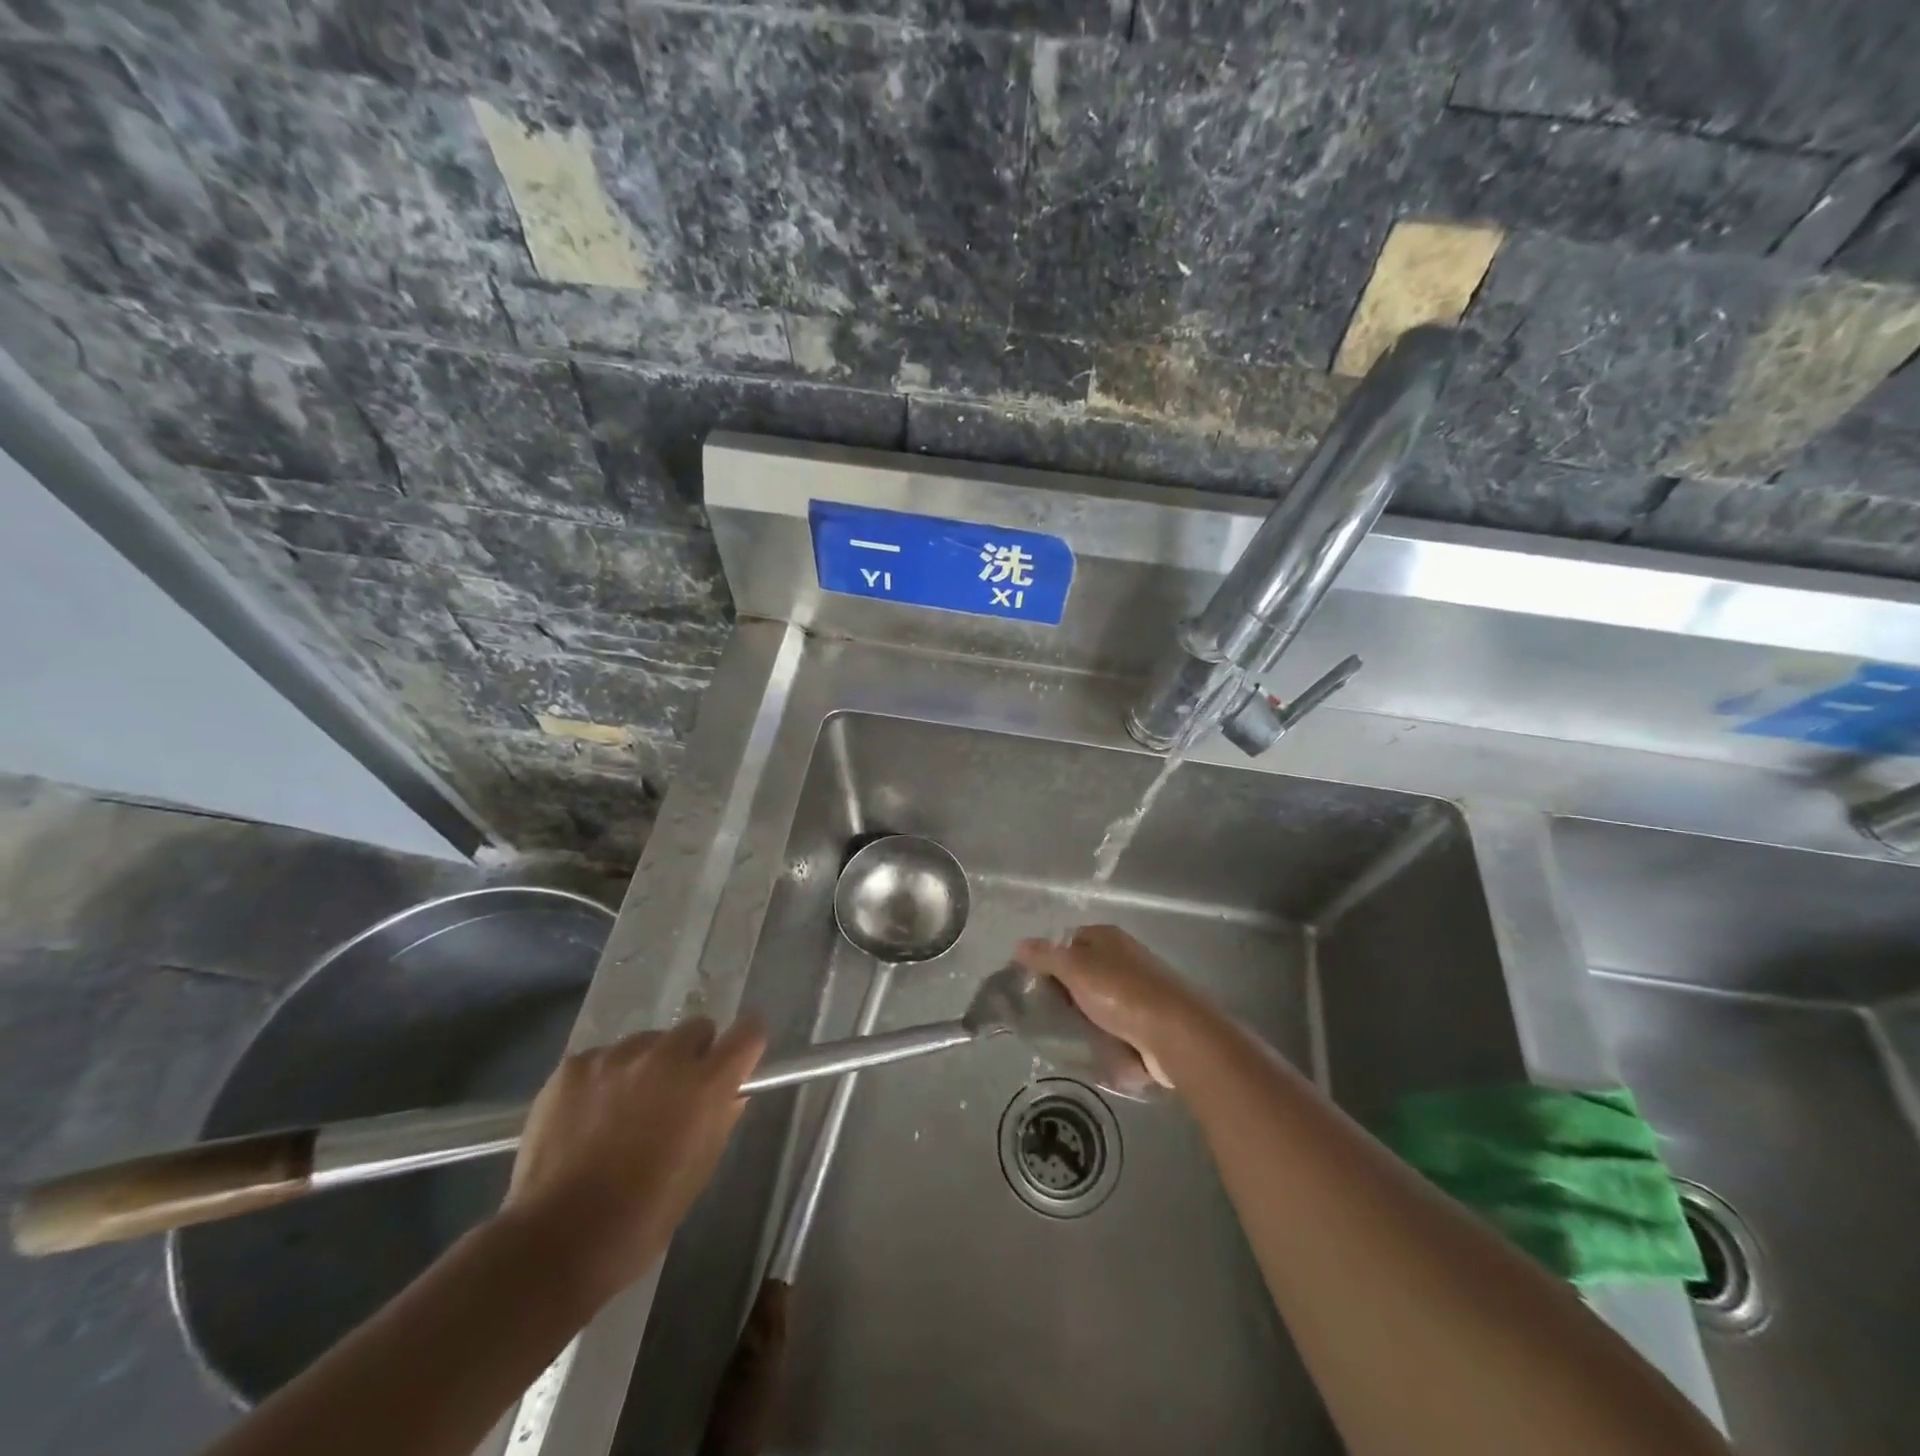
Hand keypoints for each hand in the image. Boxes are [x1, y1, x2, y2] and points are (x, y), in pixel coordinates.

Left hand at [502, 1015, 765, 1303]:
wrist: (557, 1242)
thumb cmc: (644, 1216)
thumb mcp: (701, 1170)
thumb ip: (720, 1119)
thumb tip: (729, 1093)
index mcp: (705, 1083)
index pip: (748, 1032)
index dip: (745, 1043)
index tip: (737, 1059)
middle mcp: (666, 1057)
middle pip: (696, 1028)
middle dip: (692, 1056)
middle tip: (674, 1095)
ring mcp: (616, 1057)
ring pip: (647, 1043)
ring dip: (646, 1066)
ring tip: (622, 1110)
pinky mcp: (574, 1066)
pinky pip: (602, 1059)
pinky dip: (603, 1080)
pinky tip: (587, 1117)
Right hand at [1014, 926, 1217, 1088]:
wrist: (1176, 1034)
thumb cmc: (1121, 993)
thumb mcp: (1075, 968)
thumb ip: (1045, 956)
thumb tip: (1019, 945)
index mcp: (1107, 937)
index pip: (1066, 941)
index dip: (1047, 960)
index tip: (1031, 985)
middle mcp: (1124, 956)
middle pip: (1082, 971)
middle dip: (1064, 992)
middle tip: (1046, 1014)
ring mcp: (1139, 988)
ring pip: (1098, 999)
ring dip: (1083, 1016)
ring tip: (1066, 1035)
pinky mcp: (1149, 1018)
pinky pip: (1116, 1023)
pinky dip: (1104, 1033)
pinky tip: (1094, 1046)